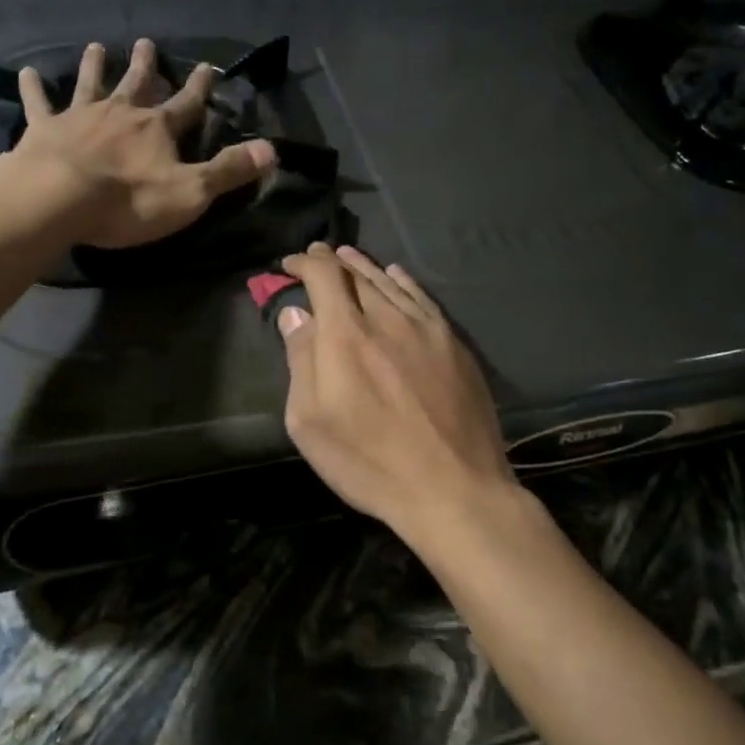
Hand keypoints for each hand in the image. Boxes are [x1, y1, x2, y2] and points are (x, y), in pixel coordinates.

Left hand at [11, 38, 275, 249]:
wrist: (58, 200)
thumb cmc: (128, 201)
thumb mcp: (191, 192)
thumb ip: (229, 170)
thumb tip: (272, 149)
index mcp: (156, 129)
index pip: (186, 104)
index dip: (199, 88)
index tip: (207, 67)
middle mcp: (120, 113)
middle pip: (136, 84)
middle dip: (145, 65)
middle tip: (146, 42)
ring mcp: (80, 117)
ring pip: (90, 84)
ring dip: (95, 66)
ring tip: (97, 46)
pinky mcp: (44, 129)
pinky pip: (39, 103)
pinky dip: (34, 88)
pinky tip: (27, 72)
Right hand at [277, 243, 519, 541]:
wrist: (454, 489)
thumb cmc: (370, 462)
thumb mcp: (311, 422)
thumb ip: (301, 360)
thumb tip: (295, 314)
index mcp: (345, 335)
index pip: (323, 276)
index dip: (304, 263)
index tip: (290, 265)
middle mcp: (385, 318)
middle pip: (355, 273)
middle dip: (331, 261)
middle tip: (317, 256)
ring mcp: (425, 328)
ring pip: (389, 281)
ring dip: (364, 266)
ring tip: (348, 257)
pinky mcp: (453, 343)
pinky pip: (422, 297)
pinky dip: (402, 281)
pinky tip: (395, 275)